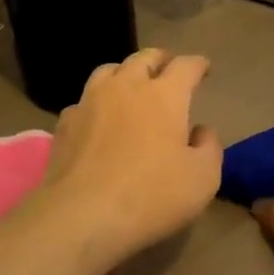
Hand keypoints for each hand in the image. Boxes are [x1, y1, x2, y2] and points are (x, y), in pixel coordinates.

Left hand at [36, 49, 222, 271]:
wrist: (82, 216)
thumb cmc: (151, 196)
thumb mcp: (203, 179)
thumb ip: (209, 147)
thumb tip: (201, 131)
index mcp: (164, 95)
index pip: (185, 66)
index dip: (198, 64)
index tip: (204, 69)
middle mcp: (125, 87)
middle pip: (144, 58)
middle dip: (161, 60)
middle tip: (169, 68)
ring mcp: (89, 102)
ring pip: (108, 71)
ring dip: (125, 73)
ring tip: (131, 85)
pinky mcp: (64, 124)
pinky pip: (84, 101)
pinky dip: (97, 103)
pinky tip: (99, 118)